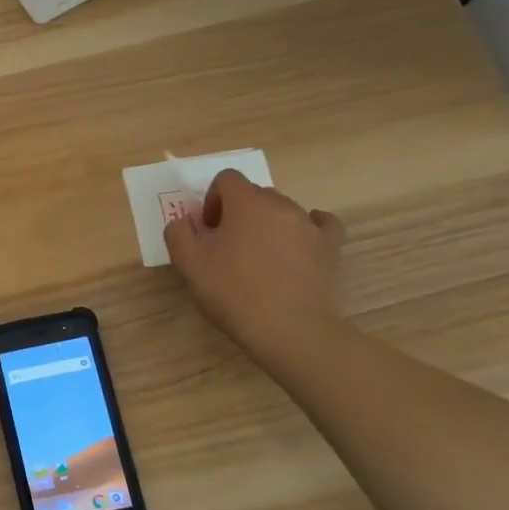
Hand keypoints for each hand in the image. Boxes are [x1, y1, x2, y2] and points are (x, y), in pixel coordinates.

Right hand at [164, 169, 346, 364]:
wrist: (289, 330)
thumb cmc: (233, 291)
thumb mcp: (188, 263)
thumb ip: (178, 232)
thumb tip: (185, 221)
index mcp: (246, 202)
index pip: (226, 179)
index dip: (212, 201)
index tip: (207, 231)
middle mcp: (281, 204)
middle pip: (254, 194)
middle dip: (237, 213)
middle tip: (226, 247)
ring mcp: (309, 225)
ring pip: (282, 211)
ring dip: (266, 225)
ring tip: (258, 259)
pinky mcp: (330, 247)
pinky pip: (320, 224)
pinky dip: (306, 229)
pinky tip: (298, 245)